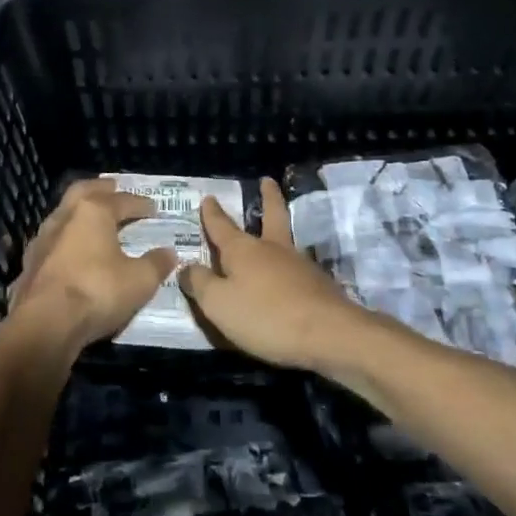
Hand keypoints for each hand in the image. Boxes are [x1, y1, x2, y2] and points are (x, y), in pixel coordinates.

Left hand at [7, 178, 177, 353]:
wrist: (44, 324)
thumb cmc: (96, 292)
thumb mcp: (140, 281)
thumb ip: (156, 264)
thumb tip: (169, 253)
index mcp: (93, 212)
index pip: (122, 200)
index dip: (140, 204)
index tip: (153, 208)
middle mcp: (64, 217)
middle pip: (83, 191)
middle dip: (100, 189)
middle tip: (114, 187)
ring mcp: (42, 240)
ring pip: (63, 215)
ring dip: (79, 214)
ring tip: (93, 221)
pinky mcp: (29, 264)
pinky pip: (52, 242)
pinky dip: (66, 240)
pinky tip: (71, 252)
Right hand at [179, 178, 373, 370]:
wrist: (329, 334)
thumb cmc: (265, 316)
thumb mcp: (219, 304)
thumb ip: (200, 284)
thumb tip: (187, 267)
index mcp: (243, 250)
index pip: (222, 226)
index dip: (212, 213)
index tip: (208, 197)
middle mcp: (272, 249)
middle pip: (271, 215)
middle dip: (267, 197)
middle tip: (267, 181)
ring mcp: (299, 265)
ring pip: (285, 240)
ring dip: (279, 230)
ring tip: (272, 232)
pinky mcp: (318, 285)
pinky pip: (296, 269)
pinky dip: (288, 267)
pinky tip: (287, 277)